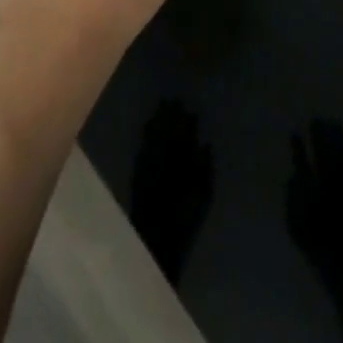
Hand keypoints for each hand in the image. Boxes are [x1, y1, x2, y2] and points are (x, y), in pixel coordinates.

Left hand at [129, 100, 214, 286]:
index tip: (188, 109)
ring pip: (152, 137)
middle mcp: (162, 161)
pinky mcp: (138, 175)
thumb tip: (204, 145)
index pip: (183, 136)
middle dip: (169, 115)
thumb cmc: (184, 220)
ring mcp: (148, 167)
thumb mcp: (203, 196)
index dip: (186, 122)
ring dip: (157, 121)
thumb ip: (205, 168)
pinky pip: (142, 148)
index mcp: (180, 165)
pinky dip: (146, 135)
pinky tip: (147, 126)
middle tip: (172, 100)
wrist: (155, 242)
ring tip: (161, 107)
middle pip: (166, 132)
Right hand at [286, 119, 342, 291]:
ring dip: (338, 138)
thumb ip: (291, 200)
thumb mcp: (295, 228)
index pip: (304, 164)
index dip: (299, 148)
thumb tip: (294, 176)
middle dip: (321, 136)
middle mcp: (331, 189)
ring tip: (334, 122)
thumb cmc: (316, 248)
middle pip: (325, 155)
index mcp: (312, 197)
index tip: (295, 132)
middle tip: (317, 119)